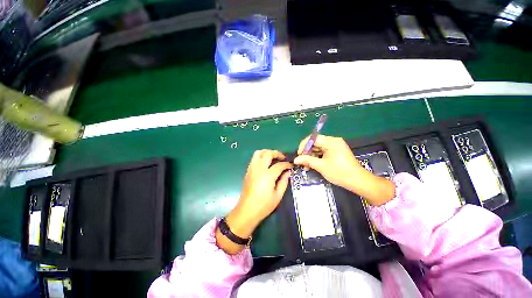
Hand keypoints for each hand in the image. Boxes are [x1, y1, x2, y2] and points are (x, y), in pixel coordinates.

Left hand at [217, 150, 291, 253]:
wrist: (247, 211)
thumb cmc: (264, 205)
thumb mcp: (278, 195)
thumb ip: (284, 181)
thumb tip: (288, 172)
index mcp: (268, 175)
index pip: (279, 165)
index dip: (287, 164)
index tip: (291, 166)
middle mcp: (259, 169)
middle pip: (267, 153)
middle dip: (277, 153)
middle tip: (282, 157)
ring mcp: (252, 169)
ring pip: (258, 153)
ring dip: (267, 152)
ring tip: (273, 157)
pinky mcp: (248, 171)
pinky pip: (254, 158)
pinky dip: (261, 157)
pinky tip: (265, 163)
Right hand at [293, 135, 394, 205]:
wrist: (358, 181)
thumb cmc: (340, 173)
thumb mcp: (321, 166)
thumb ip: (307, 160)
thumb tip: (295, 159)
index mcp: (331, 142)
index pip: (313, 138)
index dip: (304, 145)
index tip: (299, 154)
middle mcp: (333, 141)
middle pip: (315, 143)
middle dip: (307, 152)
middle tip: (302, 162)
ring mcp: (335, 146)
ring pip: (318, 148)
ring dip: (311, 156)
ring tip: (306, 166)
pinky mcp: (336, 151)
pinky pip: (323, 152)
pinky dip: (317, 157)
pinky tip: (312, 165)